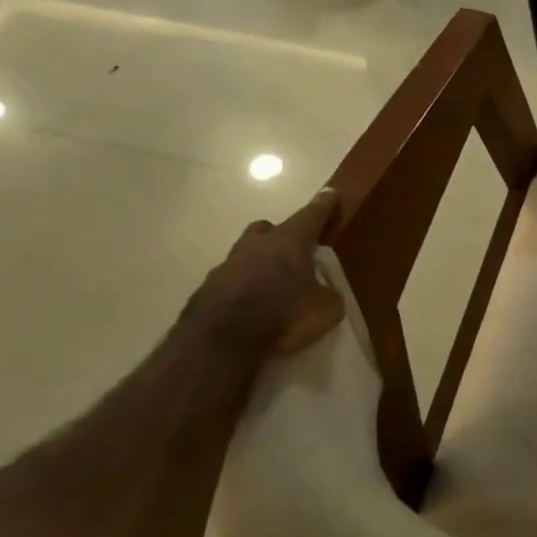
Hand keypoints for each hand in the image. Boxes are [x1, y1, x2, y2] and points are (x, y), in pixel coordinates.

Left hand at [182, 188, 344, 357]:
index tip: (329, 193)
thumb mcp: (325, 310)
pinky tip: (250, 306)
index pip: (311, 215)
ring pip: (246, 254)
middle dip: (280, 234)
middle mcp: (256, 246)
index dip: (323, 205)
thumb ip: (329, 294)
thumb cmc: (282, 316)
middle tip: (292, 250)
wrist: (220, 343)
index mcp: (289, 243)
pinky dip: (242, 287)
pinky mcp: (207, 289)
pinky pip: (231, 280)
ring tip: (271, 285)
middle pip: (268, 228)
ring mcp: (227, 265)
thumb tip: (325, 292)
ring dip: (258, 263)